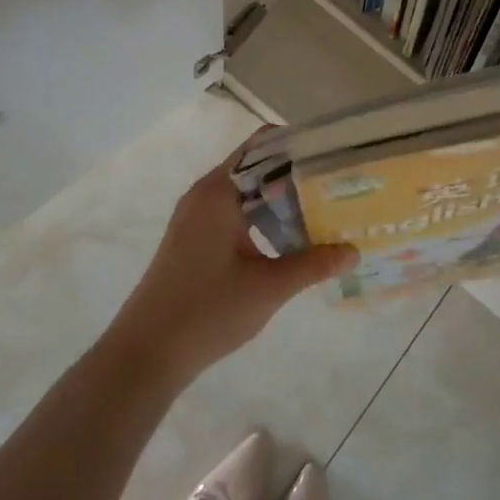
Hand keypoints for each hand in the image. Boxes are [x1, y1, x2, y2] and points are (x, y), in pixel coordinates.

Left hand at [106, 136, 356, 385]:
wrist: (145, 354)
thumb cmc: (207, 311)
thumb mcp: (269, 287)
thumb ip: (314, 264)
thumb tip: (354, 250)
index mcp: (218, 192)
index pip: (263, 145)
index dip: (299, 145)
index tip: (334, 155)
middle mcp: (204, 194)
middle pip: (256, 167)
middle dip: (296, 174)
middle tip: (338, 185)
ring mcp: (195, 217)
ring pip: (246, 193)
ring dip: (280, 198)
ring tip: (323, 209)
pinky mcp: (193, 239)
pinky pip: (234, 212)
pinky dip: (262, 216)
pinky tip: (289, 238)